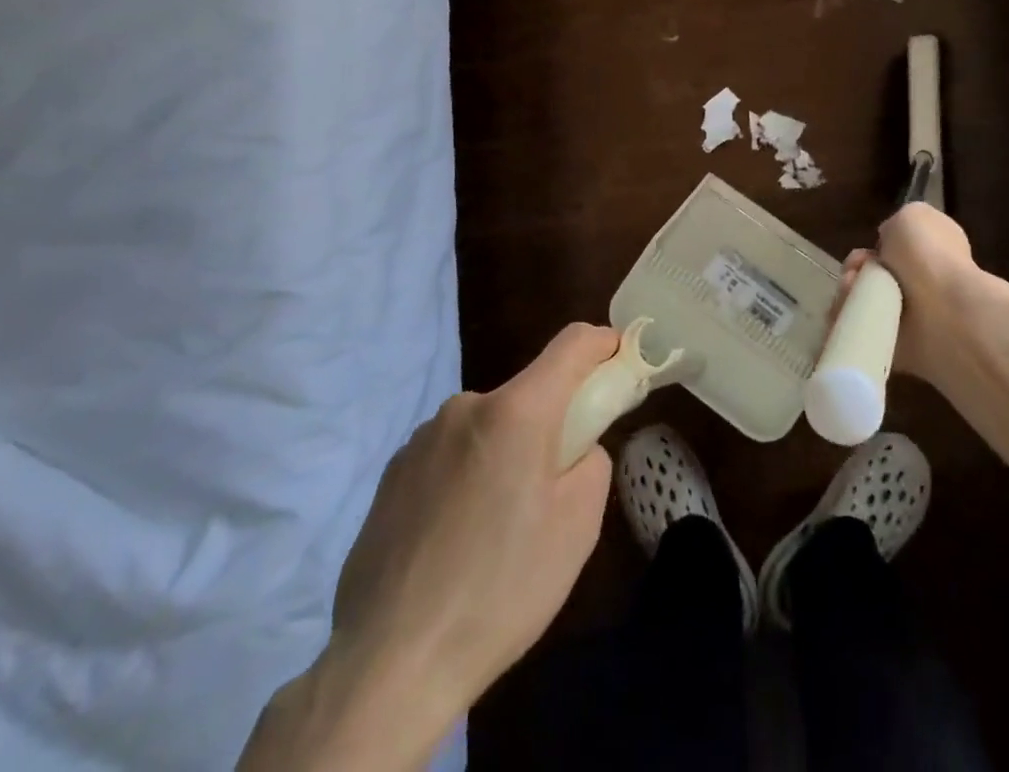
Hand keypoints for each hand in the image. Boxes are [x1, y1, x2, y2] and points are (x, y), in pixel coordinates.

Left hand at [240, 324, 617, 770]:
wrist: (388, 665)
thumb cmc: (500, 590)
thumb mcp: (578, 527)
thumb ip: (592, 460)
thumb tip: (574, 448)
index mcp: (516, 411)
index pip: (572, 344)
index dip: (603, 345)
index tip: (620, 364)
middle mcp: (467, 407)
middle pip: (528, 392)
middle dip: (551, 423)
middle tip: (553, 488)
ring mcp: (423, 438)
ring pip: (488, 426)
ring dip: (505, 452)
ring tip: (496, 529)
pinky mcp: (392, 472)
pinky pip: (451, 454)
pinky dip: (468, 475)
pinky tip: (456, 540)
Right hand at [841, 202, 976, 378]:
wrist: (943, 313)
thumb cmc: (930, 256)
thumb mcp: (914, 216)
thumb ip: (898, 225)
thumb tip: (887, 246)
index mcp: (936, 252)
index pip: (898, 248)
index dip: (879, 245)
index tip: (874, 246)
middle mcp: (922, 283)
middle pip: (872, 274)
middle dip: (855, 269)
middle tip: (855, 270)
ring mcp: (907, 316)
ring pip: (860, 299)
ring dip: (849, 292)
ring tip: (853, 290)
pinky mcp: (891, 345)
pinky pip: (857, 328)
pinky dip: (846, 319)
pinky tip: (850, 311)